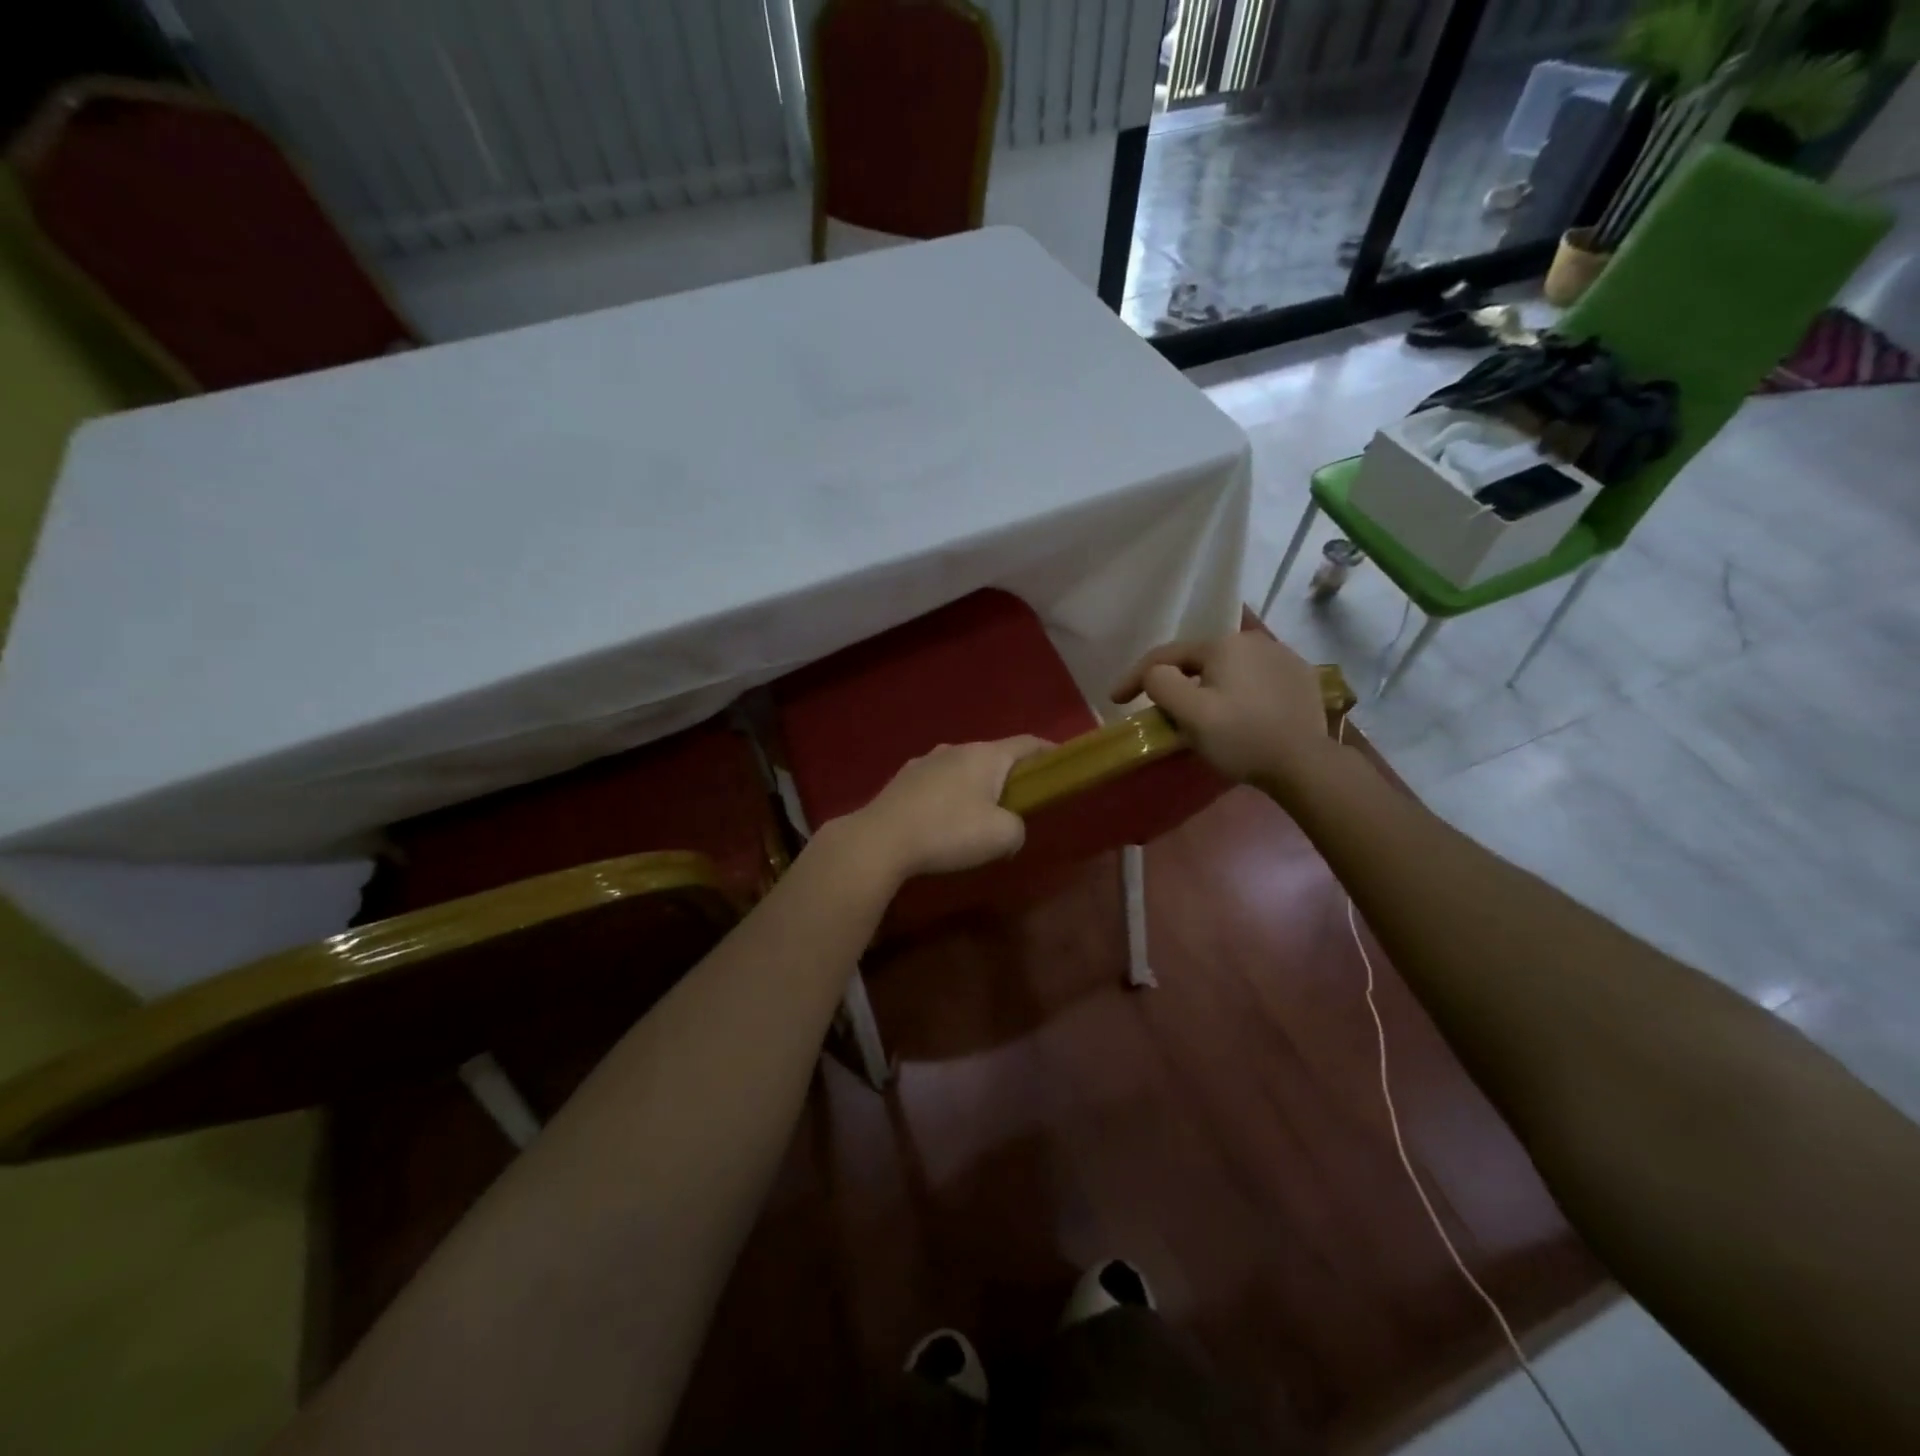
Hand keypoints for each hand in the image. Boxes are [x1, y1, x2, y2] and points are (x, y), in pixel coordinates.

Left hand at [824, 737, 1052, 883]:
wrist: (880, 840)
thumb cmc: (948, 831)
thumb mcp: (1002, 836)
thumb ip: (1018, 828)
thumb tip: (1008, 827)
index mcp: (985, 755)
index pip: (1027, 742)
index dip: (1048, 752)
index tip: (1060, 764)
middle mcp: (955, 749)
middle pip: (993, 756)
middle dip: (1009, 776)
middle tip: (1019, 802)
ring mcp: (924, 762)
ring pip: (962, 769)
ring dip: (975, 787)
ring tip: (977, 816)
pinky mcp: (902, 780)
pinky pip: (937, 784)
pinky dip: (948, 797)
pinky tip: (942, 823)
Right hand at [1111, 631, 1334, 795]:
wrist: (1306, 764)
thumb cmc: (1241, 737)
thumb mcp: (1190, 713)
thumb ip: (1160, 684)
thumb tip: (1154, 675)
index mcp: (1223, 644)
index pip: (1166, 655)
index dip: (1134, 677)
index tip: (1115, 700)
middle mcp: (1254, 640)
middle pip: (1199, 662)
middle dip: (1177, 682)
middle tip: (1162, 712)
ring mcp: (1283, 656)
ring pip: (1229, 670)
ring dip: (1209, 687)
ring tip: (1202, 715)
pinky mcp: (1301, 678)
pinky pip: (1256, 679)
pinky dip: (1239, 693)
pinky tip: (1239, 714)